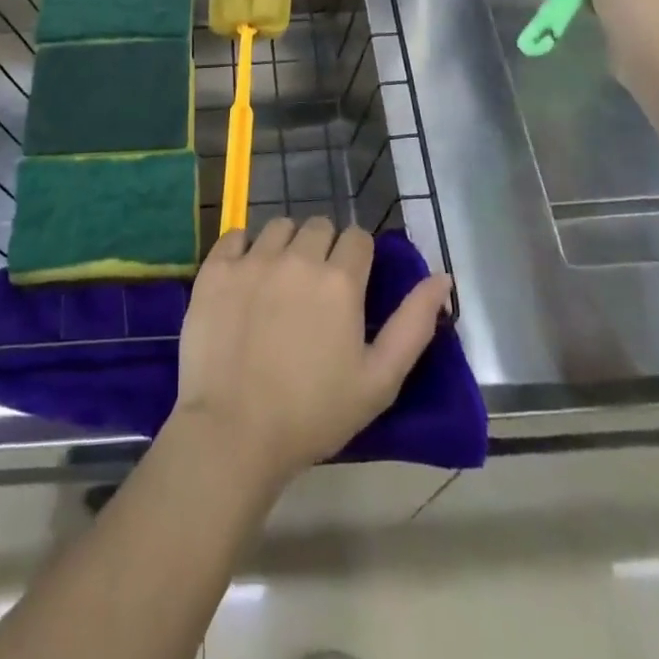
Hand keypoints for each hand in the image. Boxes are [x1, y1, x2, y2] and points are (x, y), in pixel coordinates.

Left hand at [171, 217, 452, 490]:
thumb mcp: (380, 380)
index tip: (350, 285)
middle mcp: (297, 257)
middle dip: (324, 248)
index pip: (358, 238)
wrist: (234, 432)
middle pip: (319, 226)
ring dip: (286, 244)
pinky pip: (235, 235)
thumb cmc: (314, 413)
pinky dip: (244, 248)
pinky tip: (245, 277)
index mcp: (340, 280)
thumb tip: (443, 277)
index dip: (358, 258)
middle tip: (315, 288)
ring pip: (278, 226)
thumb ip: (414, 324)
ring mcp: (253, 259)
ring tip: (280, 281)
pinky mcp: (215, 269)